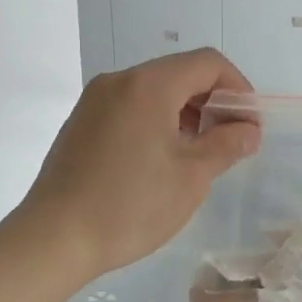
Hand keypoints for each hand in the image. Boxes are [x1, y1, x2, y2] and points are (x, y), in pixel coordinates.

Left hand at [16, 50, 262, 282]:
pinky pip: (129, 106)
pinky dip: (155, 120)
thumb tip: (248, 130)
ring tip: (196, 155)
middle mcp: (119, 81)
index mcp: (149, 85)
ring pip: (154, 90)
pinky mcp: (81, 122)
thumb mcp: (191, 177)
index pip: (208, 64)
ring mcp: (94, 100)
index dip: (238, 89)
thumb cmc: (130, 205)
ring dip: (184, 112)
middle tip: (227, 143)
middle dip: (212, 102)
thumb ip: (226, 145)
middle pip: (180, 73)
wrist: (54, 238)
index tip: (248, 126)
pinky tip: (159, 160)